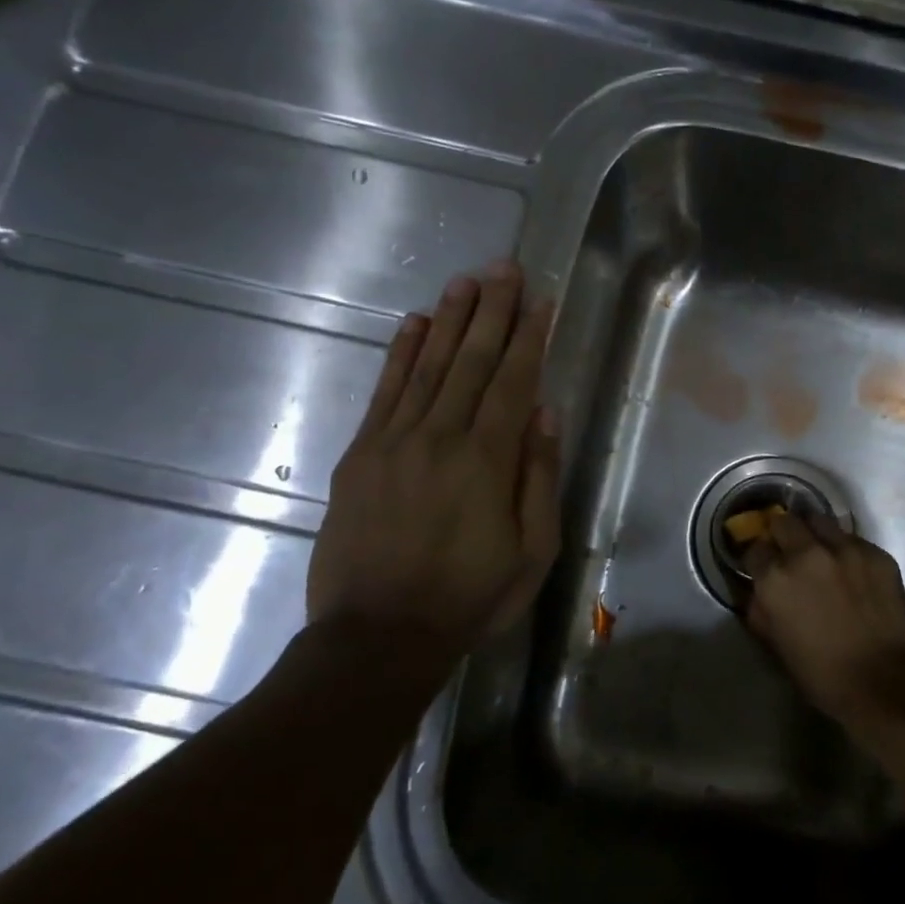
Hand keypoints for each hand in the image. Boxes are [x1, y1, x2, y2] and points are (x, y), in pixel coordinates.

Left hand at [307, 264, 561, 678]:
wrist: (378, 635)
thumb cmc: (470, 597)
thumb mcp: (532, 550)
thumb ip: (538, 477)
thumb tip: (545, 414)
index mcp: (487, 460)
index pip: (514, 382)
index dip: (529, 337)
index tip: (540, 300)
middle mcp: (440, 437)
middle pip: (470, 361)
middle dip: (492, 311)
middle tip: (504, 268)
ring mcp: (393, 442)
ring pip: (427, 366)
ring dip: (449, 320)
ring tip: (465, 281)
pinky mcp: (360, 455)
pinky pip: (384, 392)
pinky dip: (400, 354)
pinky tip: (414, 325)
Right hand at [740, 513, 904, 742]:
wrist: (886, 681)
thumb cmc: (824, 675)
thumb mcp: (777, 646)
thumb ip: (762, 611)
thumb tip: (759, 593)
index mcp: (776, 578)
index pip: (755, 548)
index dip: (758, 558)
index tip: (763, 567)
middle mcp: (806, 553)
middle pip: (784, 522)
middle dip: (782, 535)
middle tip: (789, 553)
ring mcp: (844, 548)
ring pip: (820, 521)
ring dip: (814, 534)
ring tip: (821, 552)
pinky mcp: (876, 552)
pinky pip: (852, 540)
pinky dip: (846, 550)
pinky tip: (853, 572)